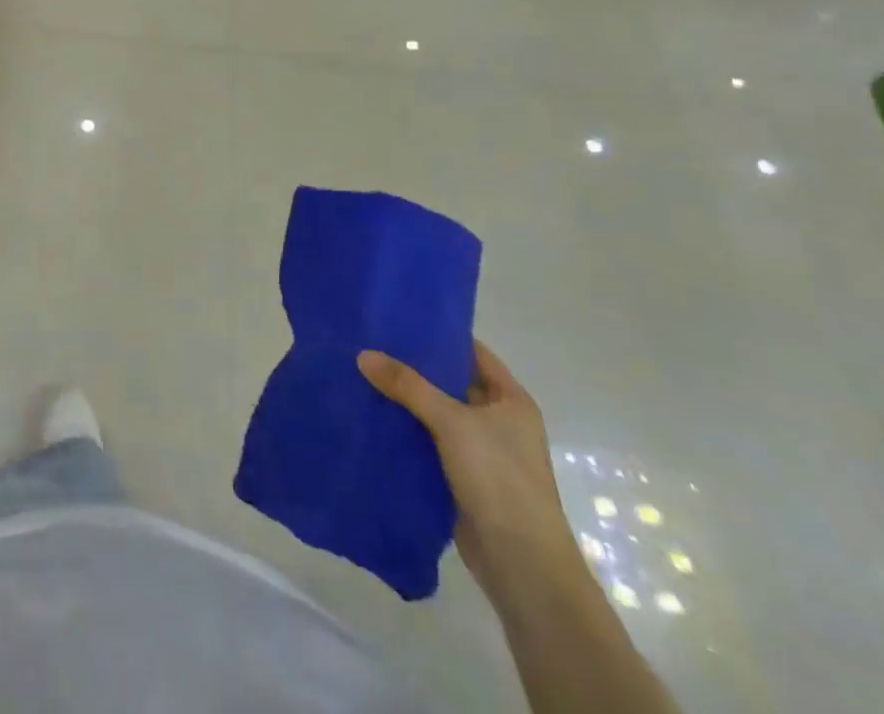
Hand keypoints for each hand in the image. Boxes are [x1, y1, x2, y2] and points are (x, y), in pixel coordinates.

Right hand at [358, 341, 583, 599]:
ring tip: (362, 373)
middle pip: (450, 381)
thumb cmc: (500, 479)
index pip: (472, 352)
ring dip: (405, 400)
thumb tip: (363, 354)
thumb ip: (408, 385)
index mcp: (510, 401)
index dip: (439, 334)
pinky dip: (404, 430)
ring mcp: (480, 451)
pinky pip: (427, 442)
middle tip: (370, 342)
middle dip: (413, 367)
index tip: (399, 319)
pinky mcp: (460, 477)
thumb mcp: (452, 422)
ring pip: (435, 413)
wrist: (522, 565)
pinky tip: (372, 416)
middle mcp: (497, 421)